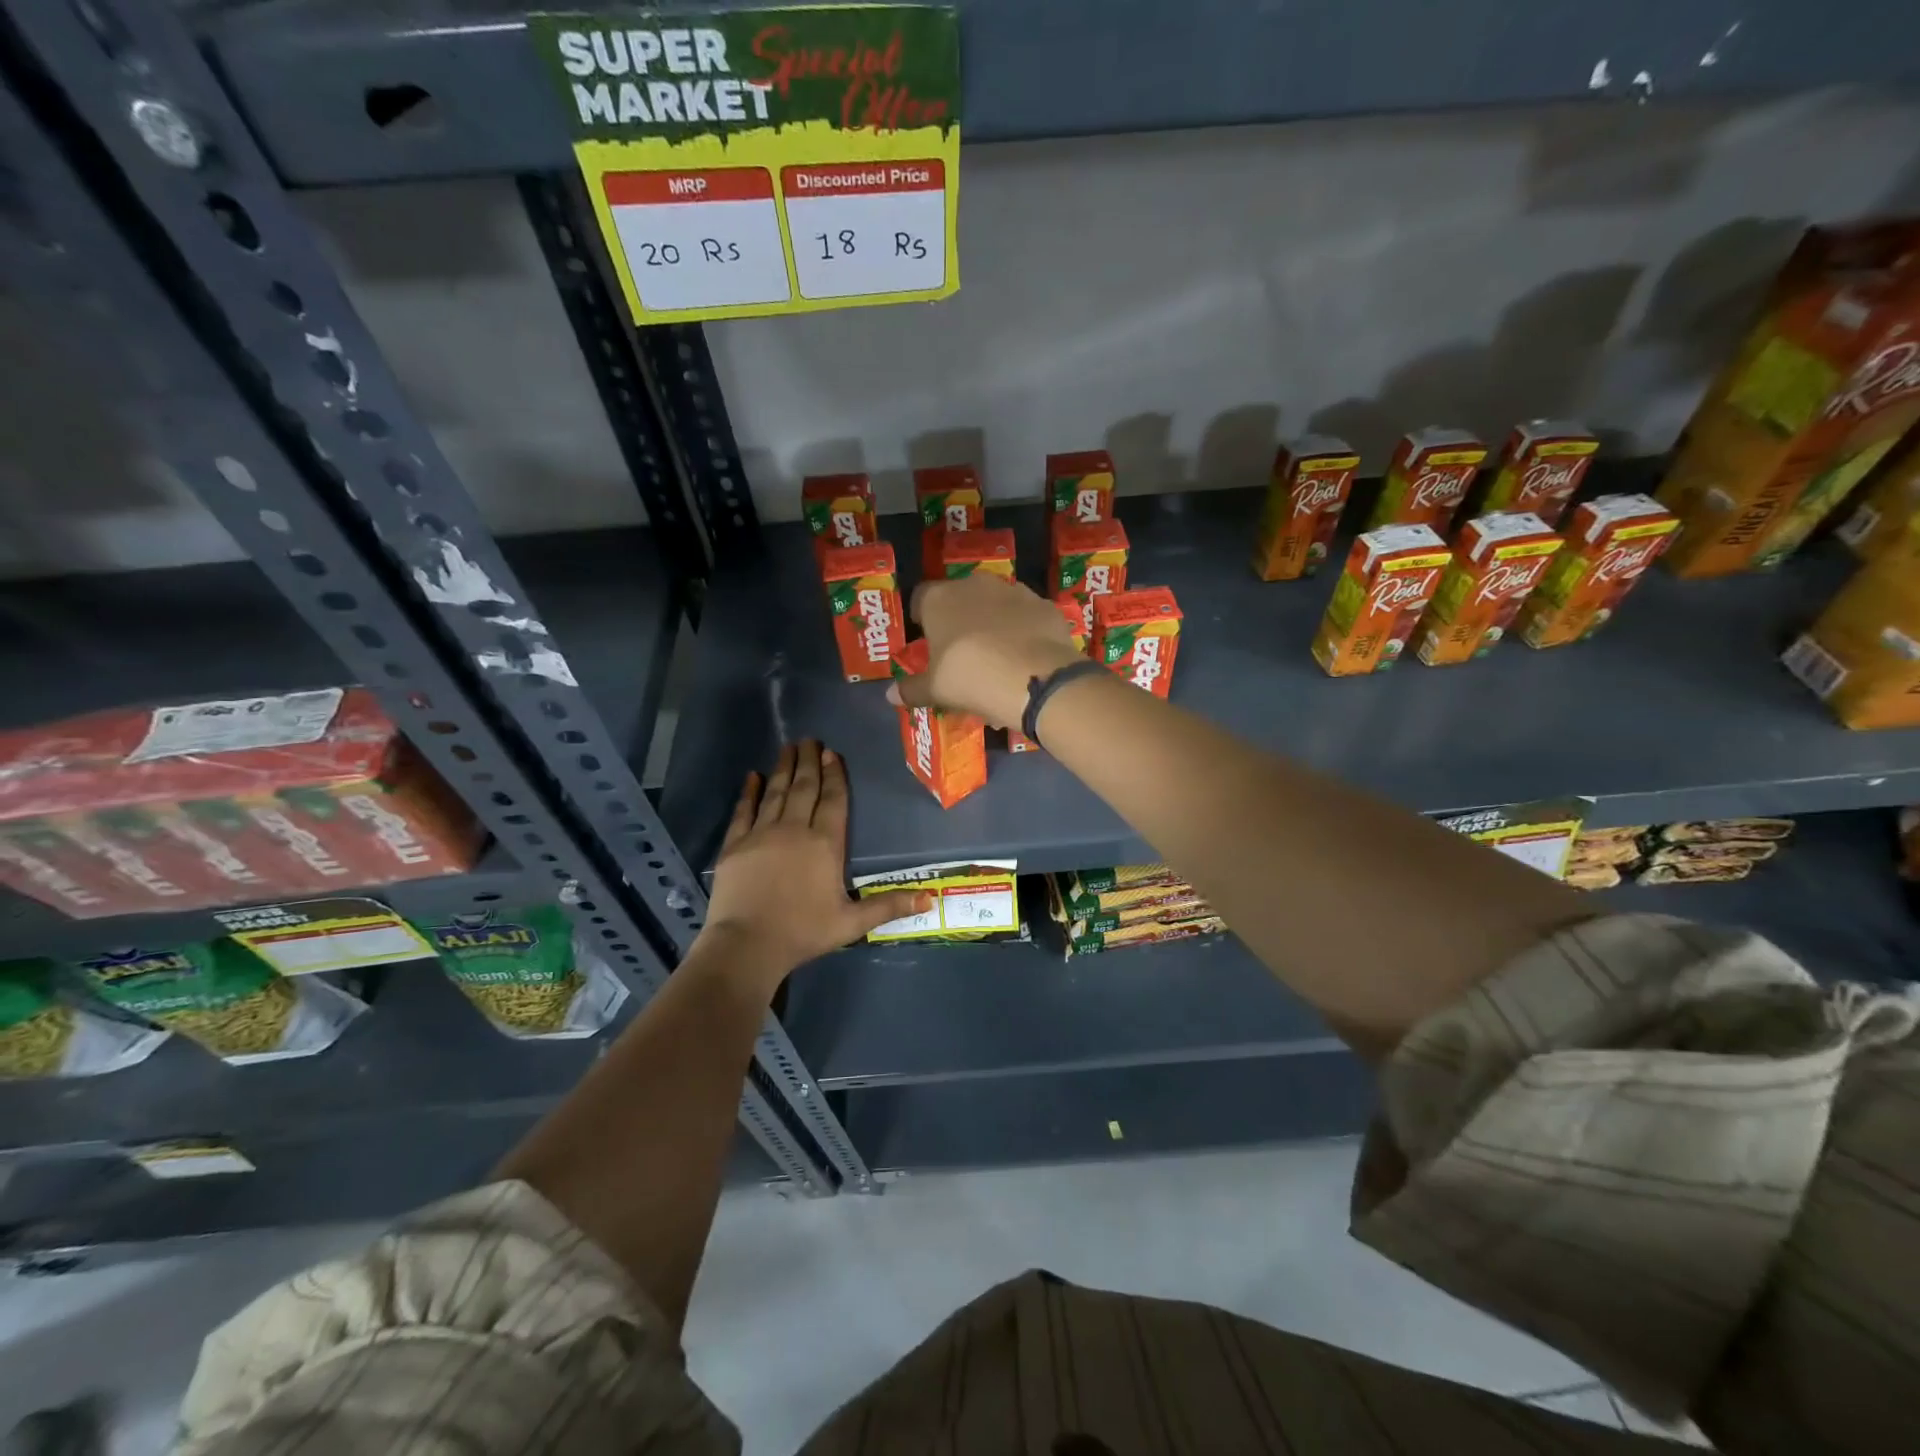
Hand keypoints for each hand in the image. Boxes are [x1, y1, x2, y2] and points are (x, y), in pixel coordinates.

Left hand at [700, 741, 930, 991]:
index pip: (833, 800)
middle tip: (810, 739)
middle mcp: (795, 829)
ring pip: (776, 793)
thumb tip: (932, 898)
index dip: (834, 775)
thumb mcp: (852, 922)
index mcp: (825, 844)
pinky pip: (744, 811)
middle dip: (809, 762)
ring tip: (788, 747)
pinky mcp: (735, 845)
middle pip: (804, 788)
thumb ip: (889, 906)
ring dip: (783, 768)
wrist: (747, 944)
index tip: (832, 752)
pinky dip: (749, 792)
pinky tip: (753, 776)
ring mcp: (761, 834)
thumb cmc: (804, 932)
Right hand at [888, 574, 1085, 726]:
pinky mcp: (1044, 605)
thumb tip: (890, 695)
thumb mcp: (936, 690)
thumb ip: (912, 689)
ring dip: (993, 622)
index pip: (920, 598)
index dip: (921, 616)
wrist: (1035, 678)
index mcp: (939, 599)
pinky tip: (1025, 657)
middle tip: (961, 650)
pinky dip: (1023, 631)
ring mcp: (1014, 591)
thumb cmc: (971, 678)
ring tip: (996, 656)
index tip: (925, 636)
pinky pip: (1026, 616)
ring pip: (996, 604)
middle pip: (960, 597)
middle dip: (959, 618)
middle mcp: (974, 585)